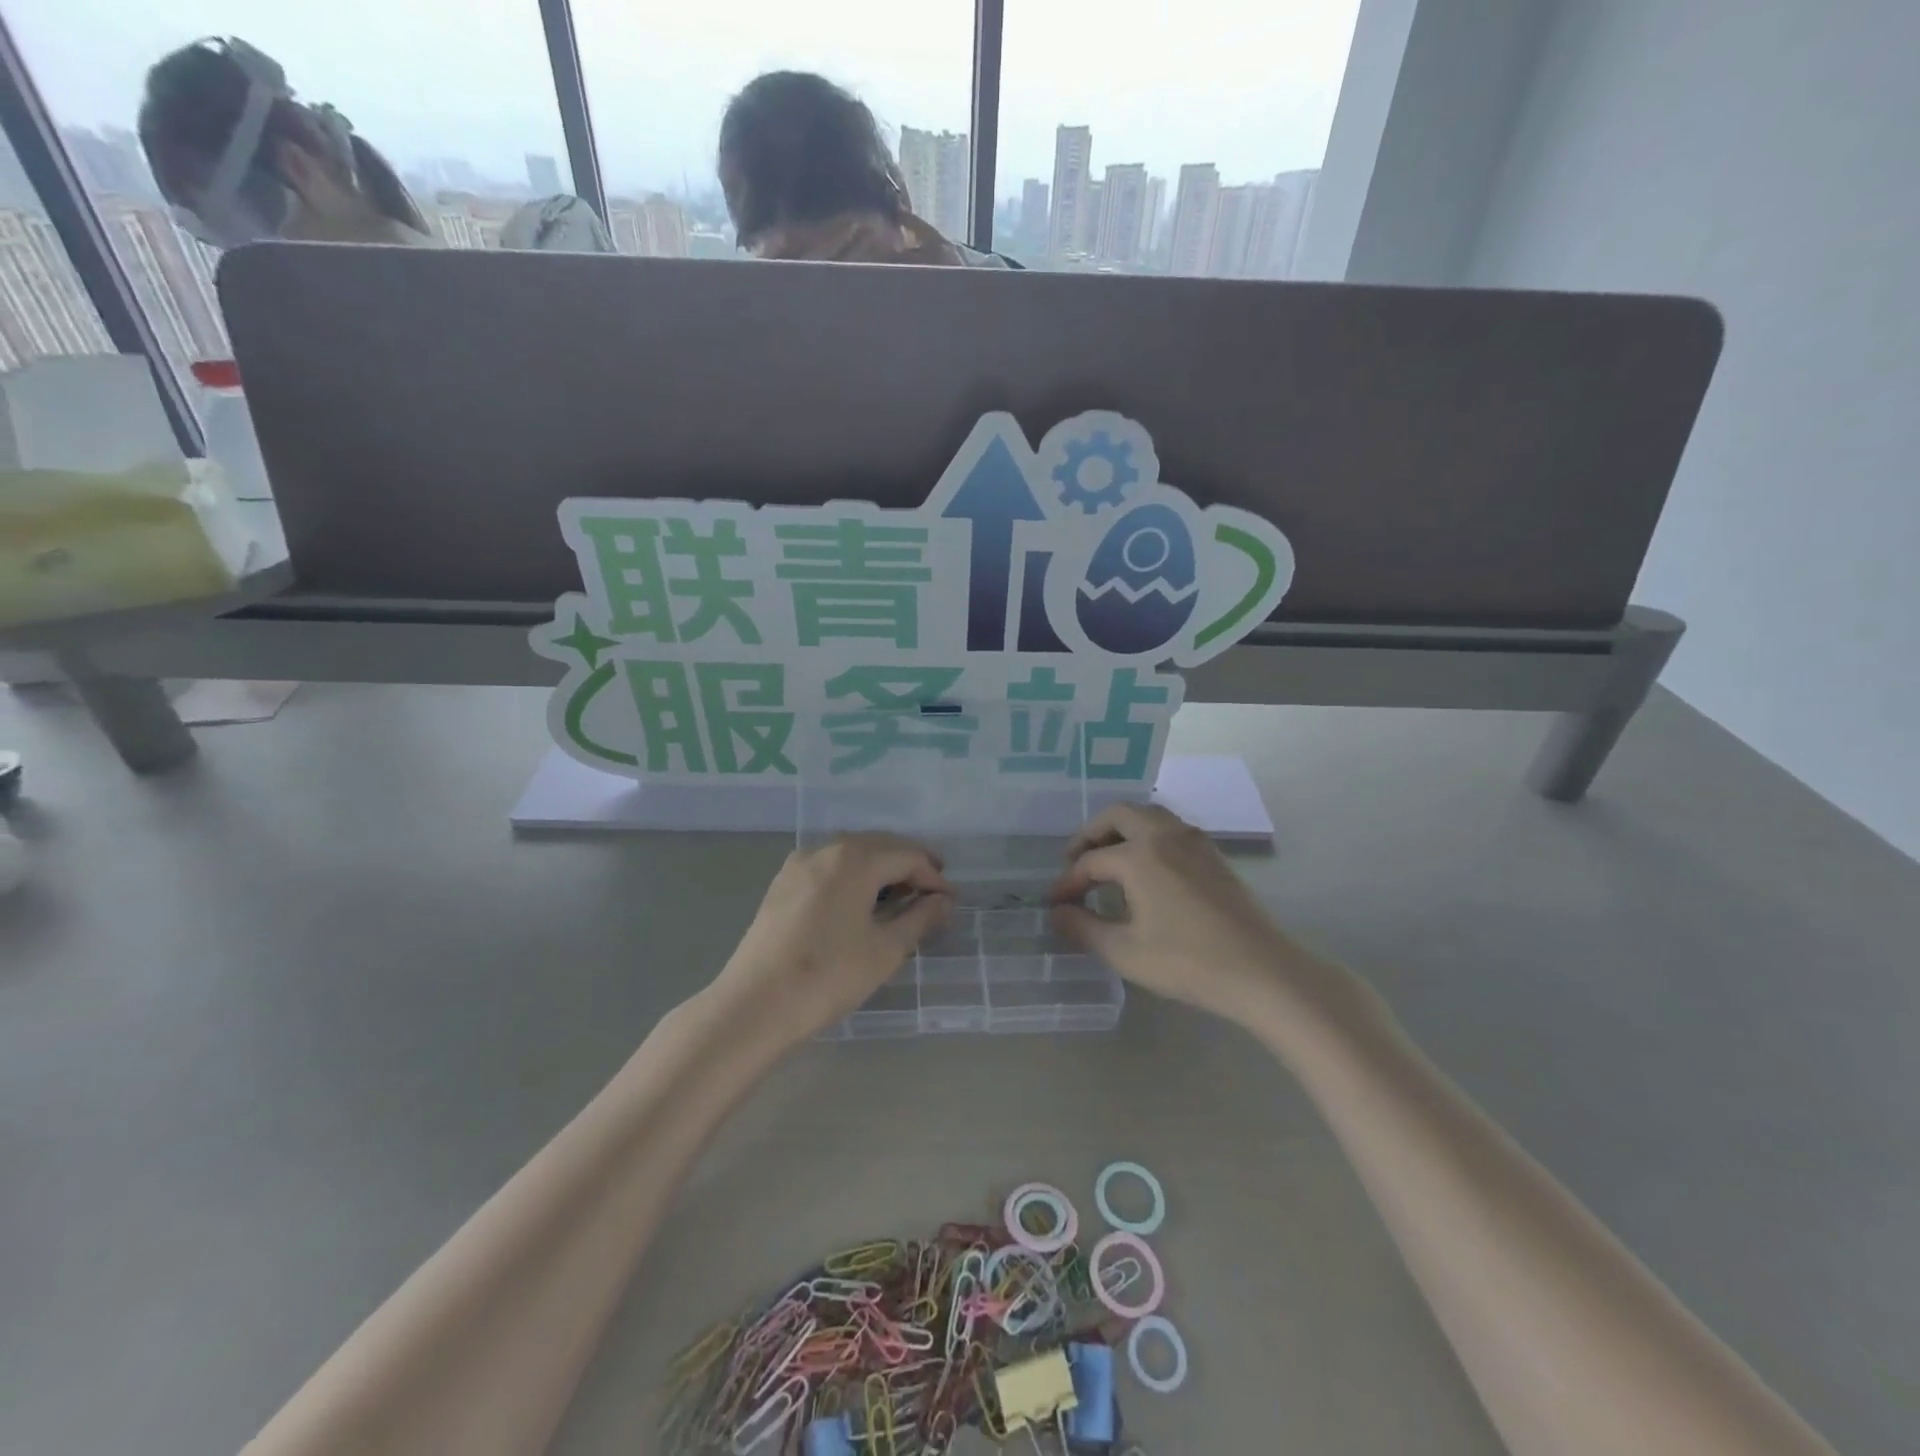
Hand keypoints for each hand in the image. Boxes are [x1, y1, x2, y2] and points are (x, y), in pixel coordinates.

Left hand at [713, 834, 952, 1047]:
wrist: (754, 1005)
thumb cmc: (828, 976)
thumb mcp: (885, 951)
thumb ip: (920, 919)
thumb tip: (943, 901)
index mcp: (854, 859)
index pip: (907, 856)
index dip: (933, 876)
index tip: (950, 902)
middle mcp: (826, 849)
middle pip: (879, 846)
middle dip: (909, 865)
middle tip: (932, 892)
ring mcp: (799, 864)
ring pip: (852, 854)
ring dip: (881, 868)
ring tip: (900, 897)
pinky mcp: (782, 884)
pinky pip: (829, 867)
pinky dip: (853, 876)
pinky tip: (860, 902)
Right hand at [1049, 803, 1302, 1025]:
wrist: (1261, 971)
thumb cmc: (1187, 962)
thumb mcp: (1125, 951)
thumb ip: (1083, 928)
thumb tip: (1057, 913)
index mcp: (1139, 855)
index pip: (1090, 861)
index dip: (1068, 882)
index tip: (1055, 903)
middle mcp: (1164, 836)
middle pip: (1118, 816)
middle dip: (1091, 834)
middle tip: (1075, 861)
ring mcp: (1193, 841)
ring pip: (1148, 815)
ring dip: (1121, 829)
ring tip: (1108, 859)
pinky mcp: (1213, 855)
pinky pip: (1170, 828)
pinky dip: (1147, 835)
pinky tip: (1146, 867)